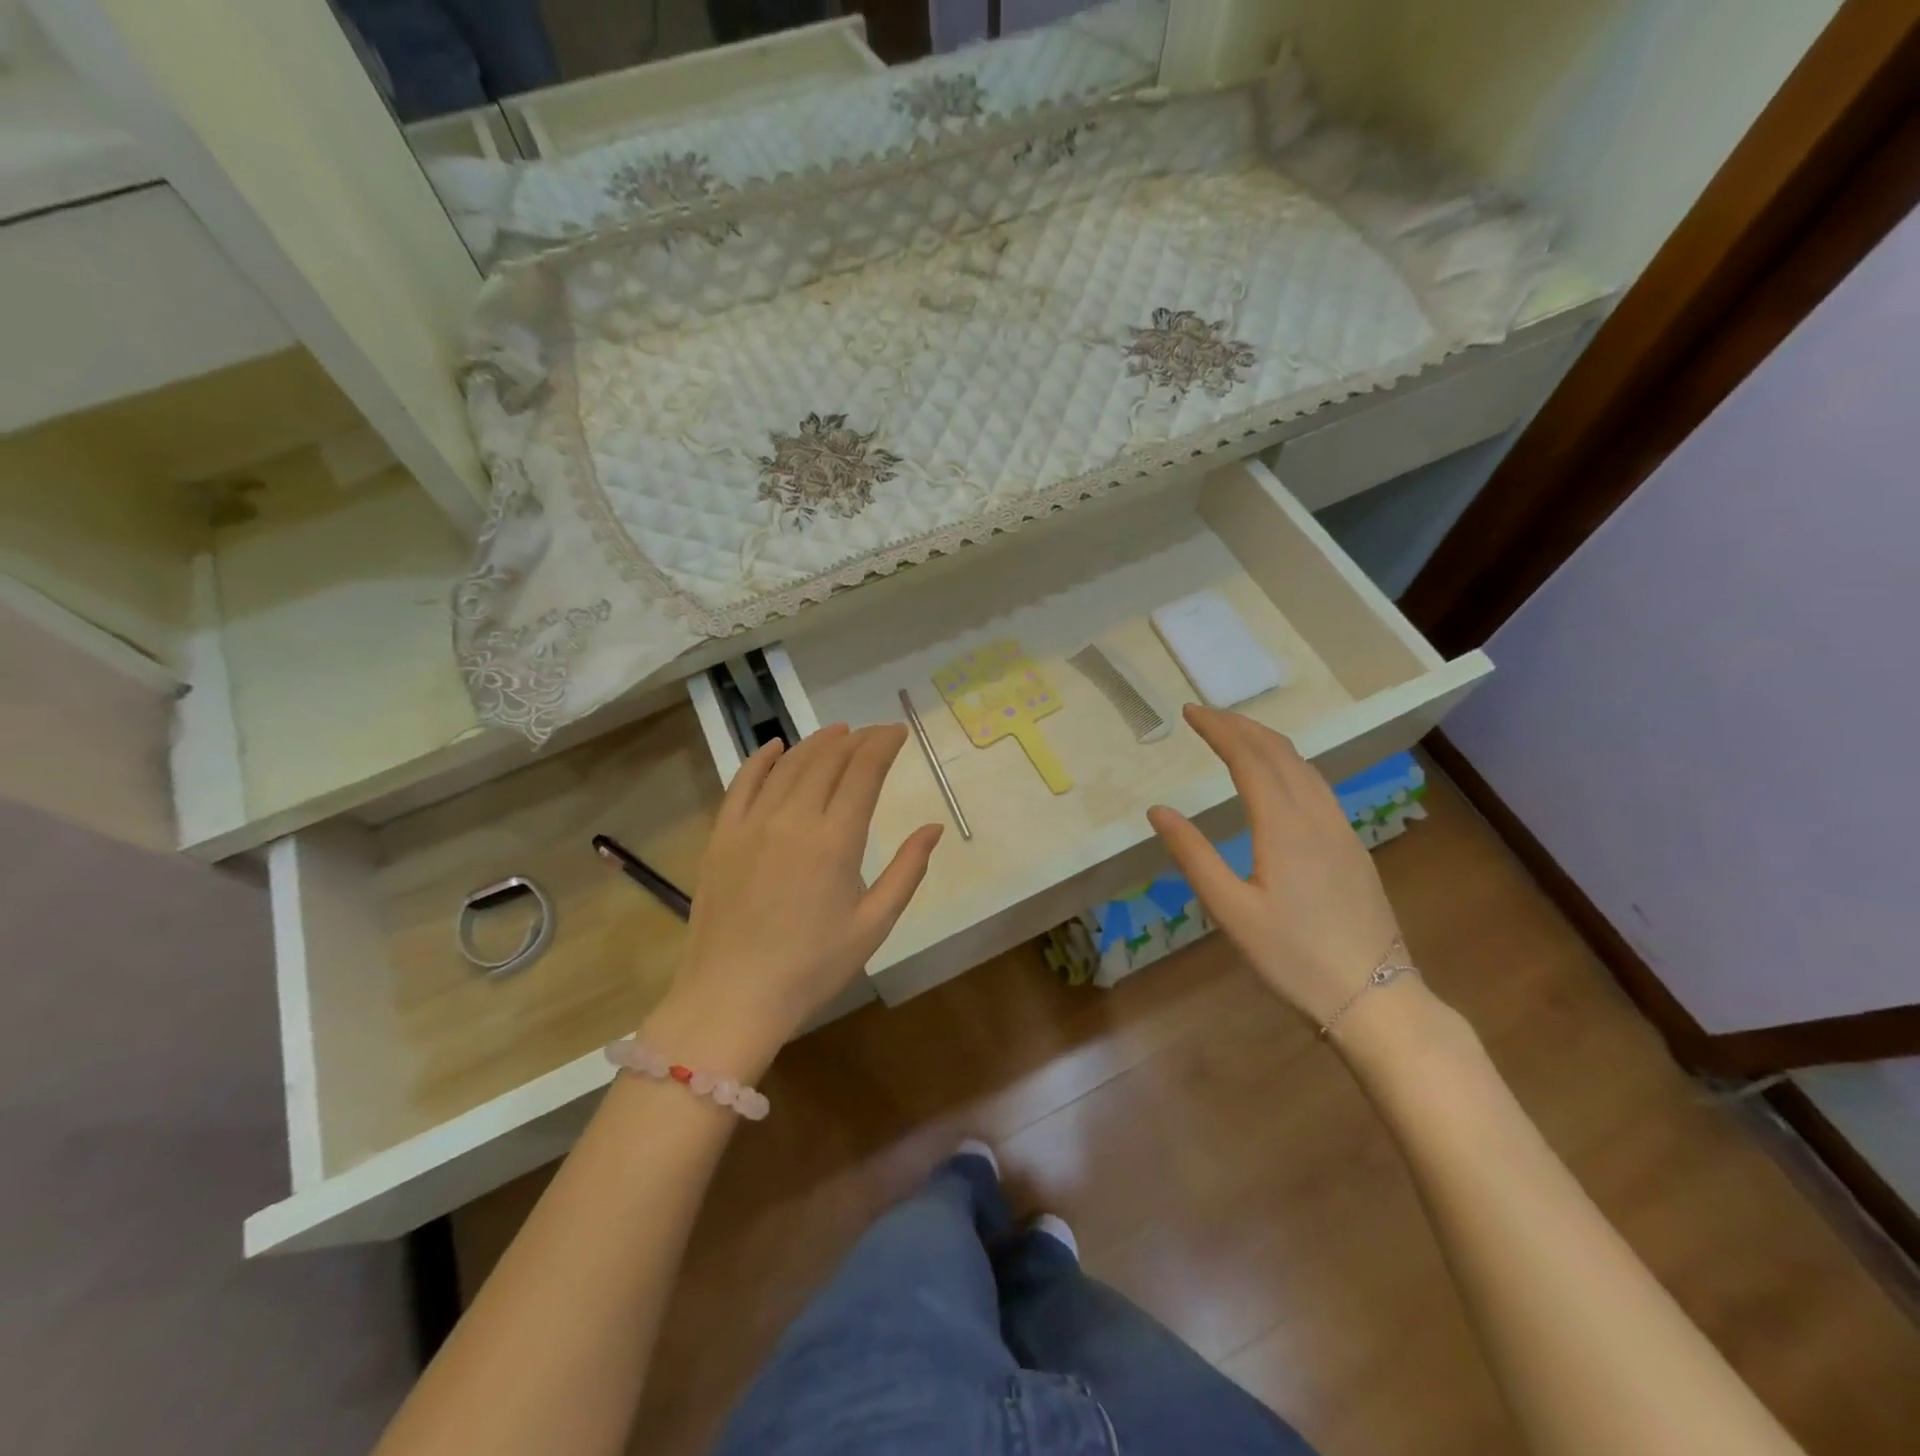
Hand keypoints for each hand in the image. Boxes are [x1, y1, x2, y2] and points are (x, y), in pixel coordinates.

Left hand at [646, 723, 942, 1074]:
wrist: (732, 997)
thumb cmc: (812, 967)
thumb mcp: (874, 924)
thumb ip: (907, 870)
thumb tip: (933, 828)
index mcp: (835, 840)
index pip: (863, 771)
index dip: (883, 744)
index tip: (898, 732)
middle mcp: (792, 819)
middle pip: (827, 760)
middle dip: (855, 739)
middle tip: (873, 734)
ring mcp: (751, 824)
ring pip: (788, 765)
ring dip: (816, 742)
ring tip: (838, 732)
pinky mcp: (721, 836)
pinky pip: (741, 783)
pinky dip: (761, 759)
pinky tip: (776, 746)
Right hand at [1147, 705, 1402, 1027]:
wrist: (1375, 998)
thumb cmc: (1293, 957)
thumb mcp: (1230, 911)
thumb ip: (1194, 856)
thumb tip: (1158, 810)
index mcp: (1283, 826)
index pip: (1249, 758)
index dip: (1218, 729)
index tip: (1189, 712)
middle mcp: (1316, 816)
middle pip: (1280, 752)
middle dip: (1241, 726)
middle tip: (1206, 715)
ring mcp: (1341, 831)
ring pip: (1304, 766)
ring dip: (1268, 742)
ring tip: (1237, 735)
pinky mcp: (1352, 848)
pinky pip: (1318, 786)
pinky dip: (1290, 764)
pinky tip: (1280, 778)